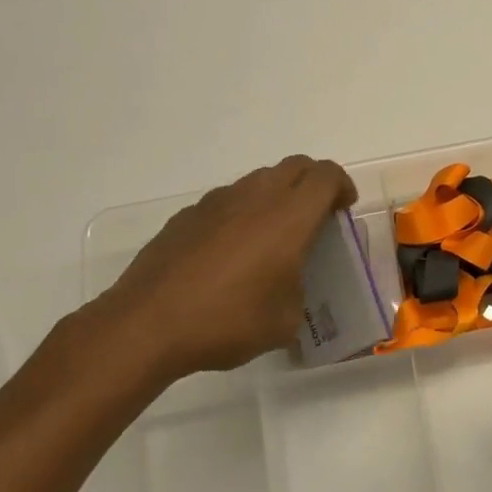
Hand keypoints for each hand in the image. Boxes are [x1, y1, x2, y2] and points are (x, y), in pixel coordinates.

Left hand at [75, 155, 356, 396]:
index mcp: (289, 216)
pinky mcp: (187, 215)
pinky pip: (227, 201)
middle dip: (314, 183)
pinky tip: (230, 254)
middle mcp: (255, 197)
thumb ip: (300, 293)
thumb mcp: (285, 321)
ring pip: (259, 180)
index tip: (344, 210)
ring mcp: (217, 202)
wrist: (147, 325)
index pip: (326, 175)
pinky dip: (241, 214)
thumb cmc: (227, 321)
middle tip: (317, 217)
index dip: (343, 186)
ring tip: (273, 237)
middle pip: (295, 166)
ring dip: (276, 196)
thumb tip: (290, 290)